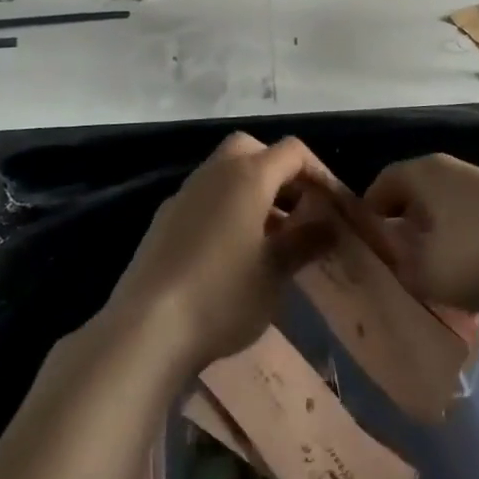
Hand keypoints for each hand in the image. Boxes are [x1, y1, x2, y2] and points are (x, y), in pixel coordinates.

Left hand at [102, 133, 342, 375]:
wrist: (146, 328)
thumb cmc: (223, 294)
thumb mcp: (275, 272)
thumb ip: (305, 242)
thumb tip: (330, 226)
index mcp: (248, 176)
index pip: (292, 152)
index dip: (318, 171)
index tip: (332, 203)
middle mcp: (215, 173)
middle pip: (252, 149)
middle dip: (278, 171)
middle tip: (296, 208)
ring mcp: (184, 194)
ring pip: (225, 173)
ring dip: (251, 191)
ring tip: (269, 236)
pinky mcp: (163, 220)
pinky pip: (204, 198)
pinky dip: (225, 209)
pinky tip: (230, 252)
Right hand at [364, 153, 478, 323]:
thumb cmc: (478, 252)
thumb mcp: (425, 271)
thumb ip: (399, 267)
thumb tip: (392, 262)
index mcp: (425, 172)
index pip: (382, 182)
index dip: (367, 213)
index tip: (361, 246)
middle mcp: (451, 173)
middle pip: (414, 198)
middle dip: (401, 230)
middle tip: (391, 267)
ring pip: (444, 216)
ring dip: (433, 244)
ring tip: (427, 281)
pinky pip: (471, 230)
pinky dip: (463, 251)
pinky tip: (465, 284)